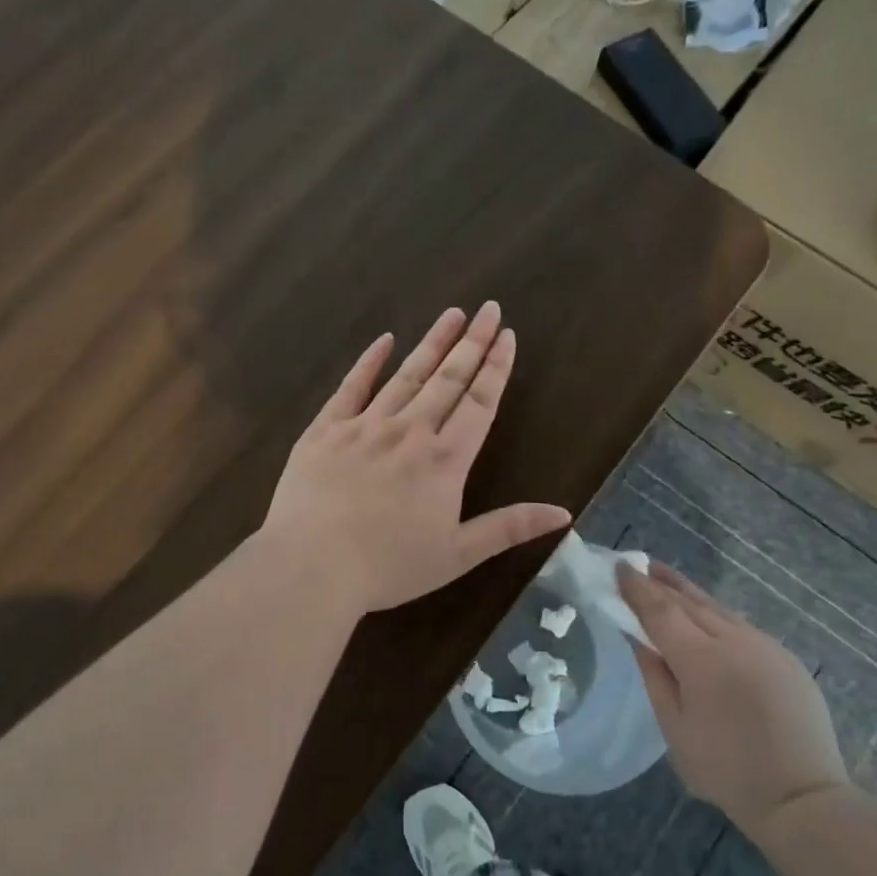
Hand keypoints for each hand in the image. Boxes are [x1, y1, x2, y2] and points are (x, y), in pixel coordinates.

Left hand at [261, 303, 571, 613]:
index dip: (496, 368)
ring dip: (432, 343)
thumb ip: (509, 528)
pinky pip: (352, 387)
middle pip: (448, 379)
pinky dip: (369, 362)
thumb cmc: (389, 566)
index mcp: (445, 461)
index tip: (508, 336)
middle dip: (472, 342)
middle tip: (489, 309)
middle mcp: (410, 432)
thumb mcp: (457, 555)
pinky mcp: (325, 430)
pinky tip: (385, 340)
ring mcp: (365, 426)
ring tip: (452, 314)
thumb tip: (563, 512)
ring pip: (406, 375)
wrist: (312, 565)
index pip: (479, 403)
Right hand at [619, 561, 847, 842]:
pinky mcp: (786, 658)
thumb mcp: (674, 728)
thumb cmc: (726, 770)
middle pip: (690, 601)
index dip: (637, 588)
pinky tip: (707, 616)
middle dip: (661, 582)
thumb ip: (655, 676)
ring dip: (689, 592)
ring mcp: (765, 646)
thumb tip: (637, 638)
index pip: (660, 609)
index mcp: (701, 659)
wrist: (803, 799)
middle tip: (639, 566)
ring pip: (718, 609)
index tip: (620, 567)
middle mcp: (734, 640)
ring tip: (666, 579)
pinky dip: (716, 614)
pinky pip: (742, 626)